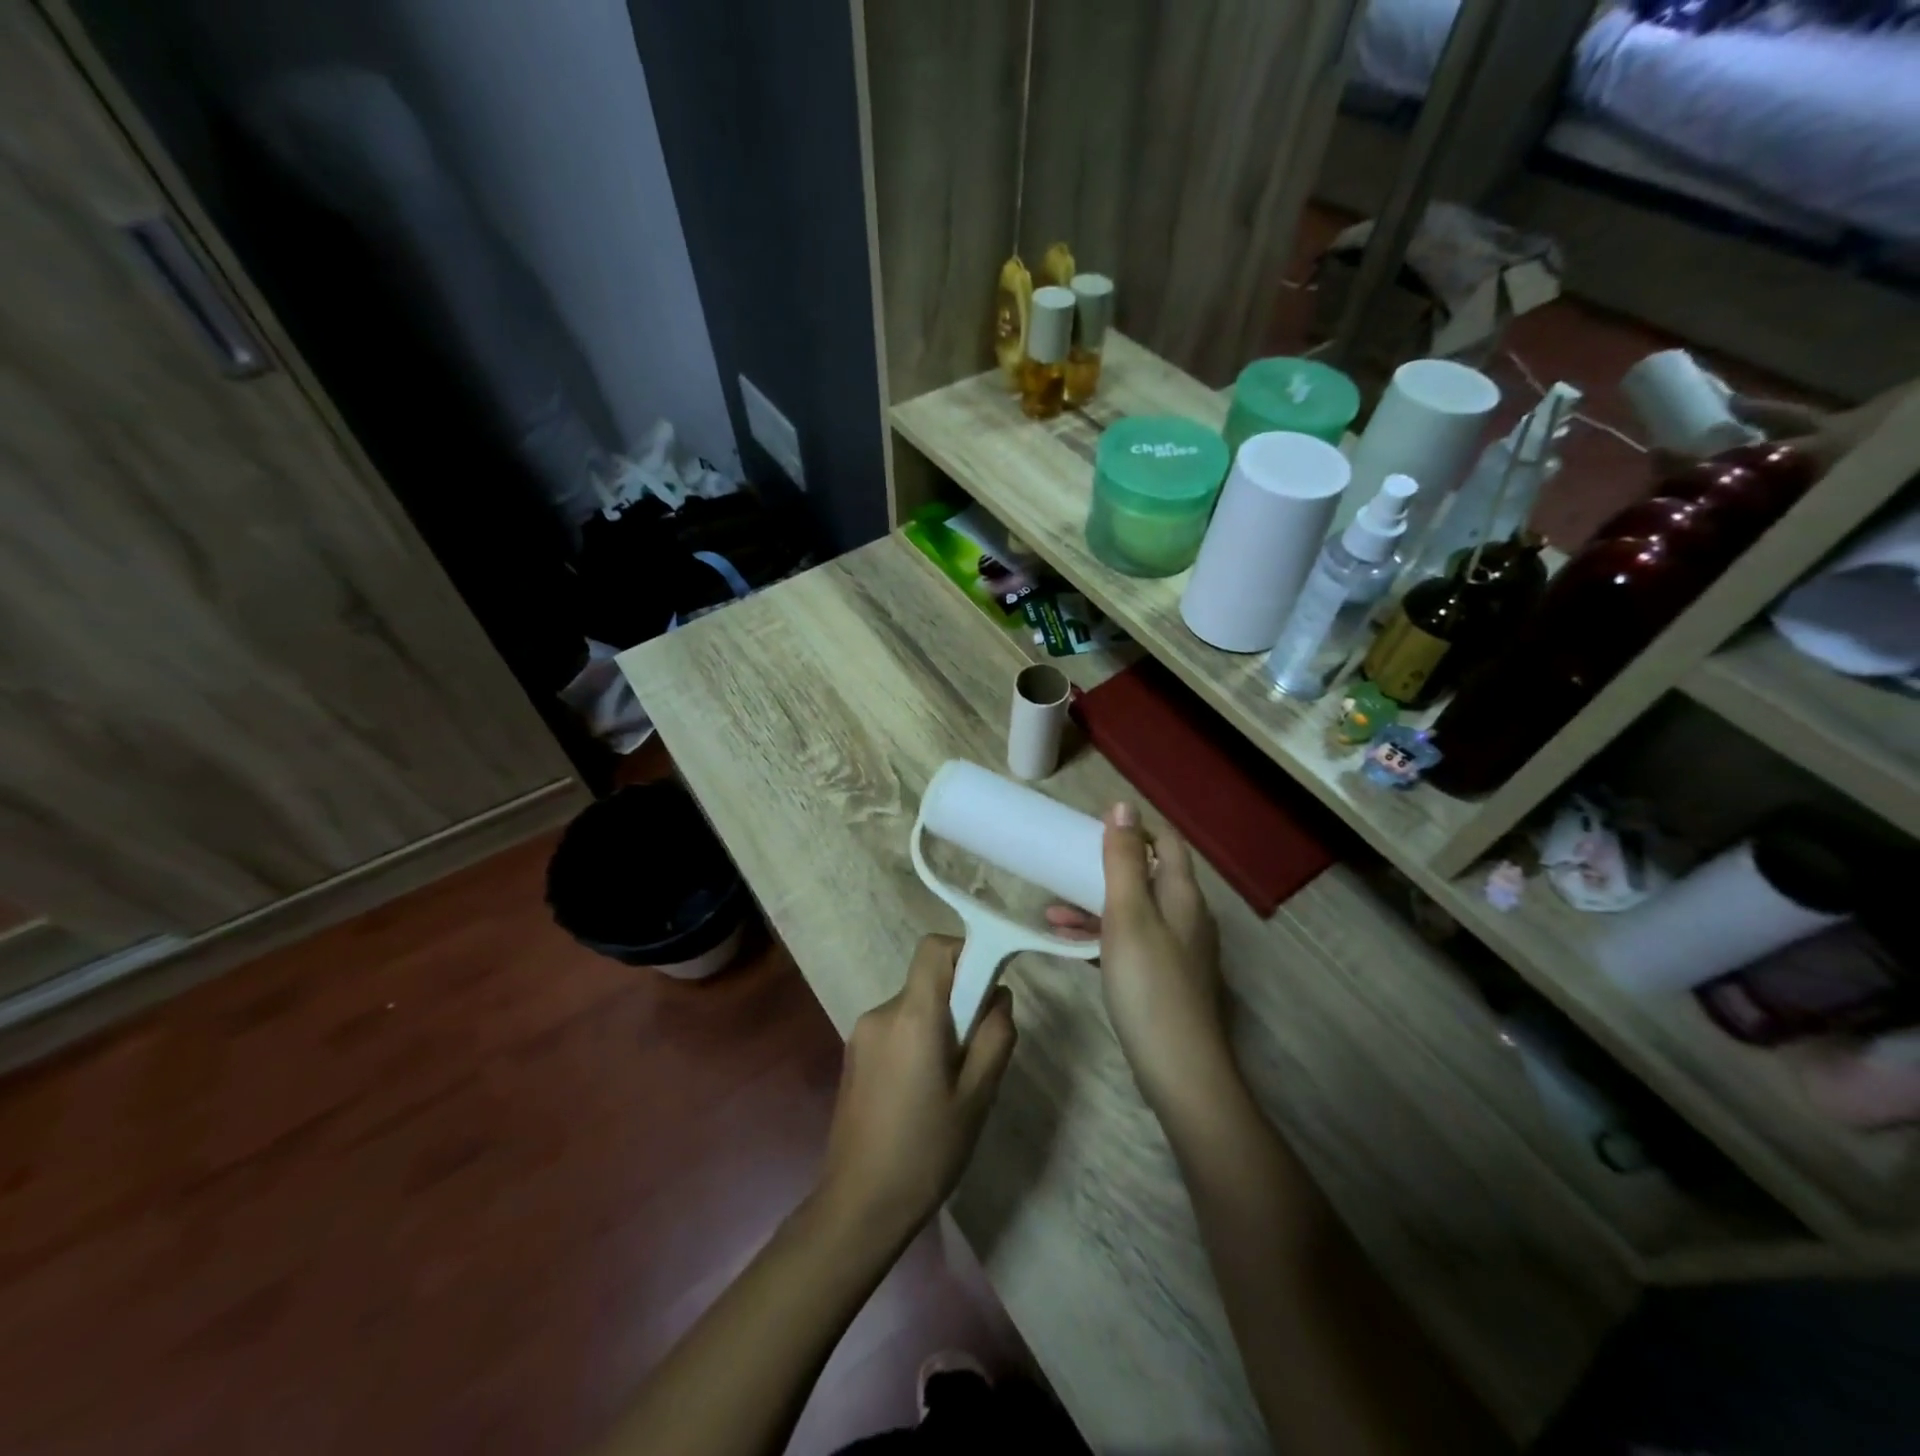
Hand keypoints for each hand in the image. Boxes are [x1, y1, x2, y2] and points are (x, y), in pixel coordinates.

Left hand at [818, 935, 1016, 1241]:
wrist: (859, 1205)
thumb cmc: (926, 1151)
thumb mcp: (978, 1096)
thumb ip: (995, 1036)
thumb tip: (998, 995)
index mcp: (913, 1016)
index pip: (934, 949)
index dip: (965, 953)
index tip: (987, 985)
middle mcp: (882, 1013)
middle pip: (928, 981)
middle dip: (959, 1002)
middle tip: (977, 1053)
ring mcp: (862, 1034)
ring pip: (914, 1007)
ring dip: (939, 1026)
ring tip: (952, 1083)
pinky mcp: (854, 1055)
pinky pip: (897, 1029)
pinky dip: (918, 1041)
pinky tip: (924, 1093)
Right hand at [1047, 803, 1227, 1113]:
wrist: (1178, 1068)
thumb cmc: (1149, 983)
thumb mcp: (1129, 915)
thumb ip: (1124, 861)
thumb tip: (1123, 806)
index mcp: (1182, 895)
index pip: (1166, 842)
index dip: (1134, 829)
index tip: (1092, 829)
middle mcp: (1186, 917)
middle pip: (1147, 876)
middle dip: (1105, 868)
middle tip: (1065, 867)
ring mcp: (1176, 950)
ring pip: (1134, 912)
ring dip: (1095, 905)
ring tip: (1051, 910)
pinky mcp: (1163, 979)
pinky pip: (1130, 942)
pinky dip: (1101, 936)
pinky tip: (1068, 943)